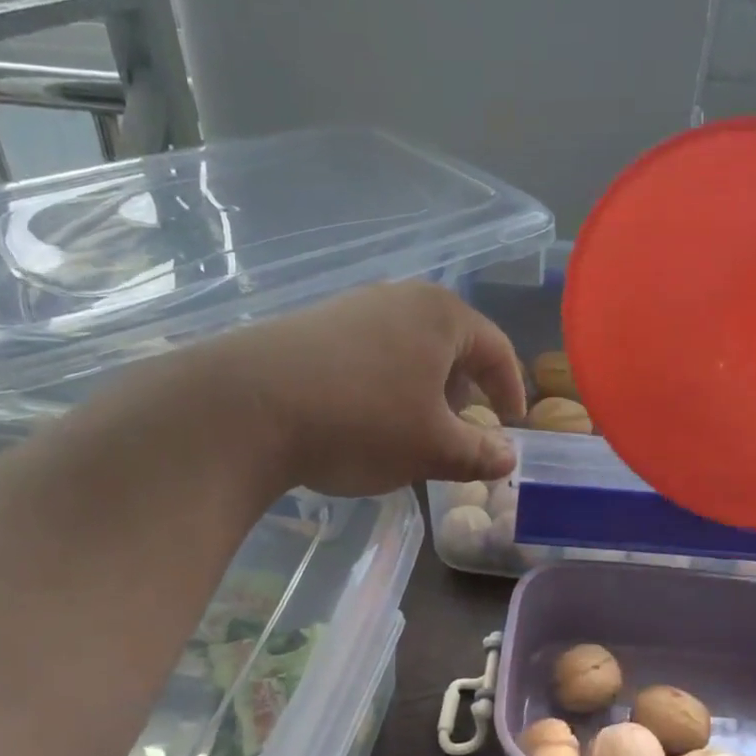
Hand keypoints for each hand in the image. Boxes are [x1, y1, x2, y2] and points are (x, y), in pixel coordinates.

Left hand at [199, 281, 526, 496]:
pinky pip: (369, 354)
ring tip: (412, 430)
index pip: (496, 349)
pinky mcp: (313, 326)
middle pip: (452, 345)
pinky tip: (362, 419)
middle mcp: (400, 298)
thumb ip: (478, 453)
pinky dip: (383, 385)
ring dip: (422, 390)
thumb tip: (507, 457)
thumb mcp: (432, 448)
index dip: (511, 391)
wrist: (244, 408)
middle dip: (464, 392)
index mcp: (441, 315)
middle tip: (462, 431)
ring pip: (408, 350)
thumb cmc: (361, 421)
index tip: (511, 427)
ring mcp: (351, 308)